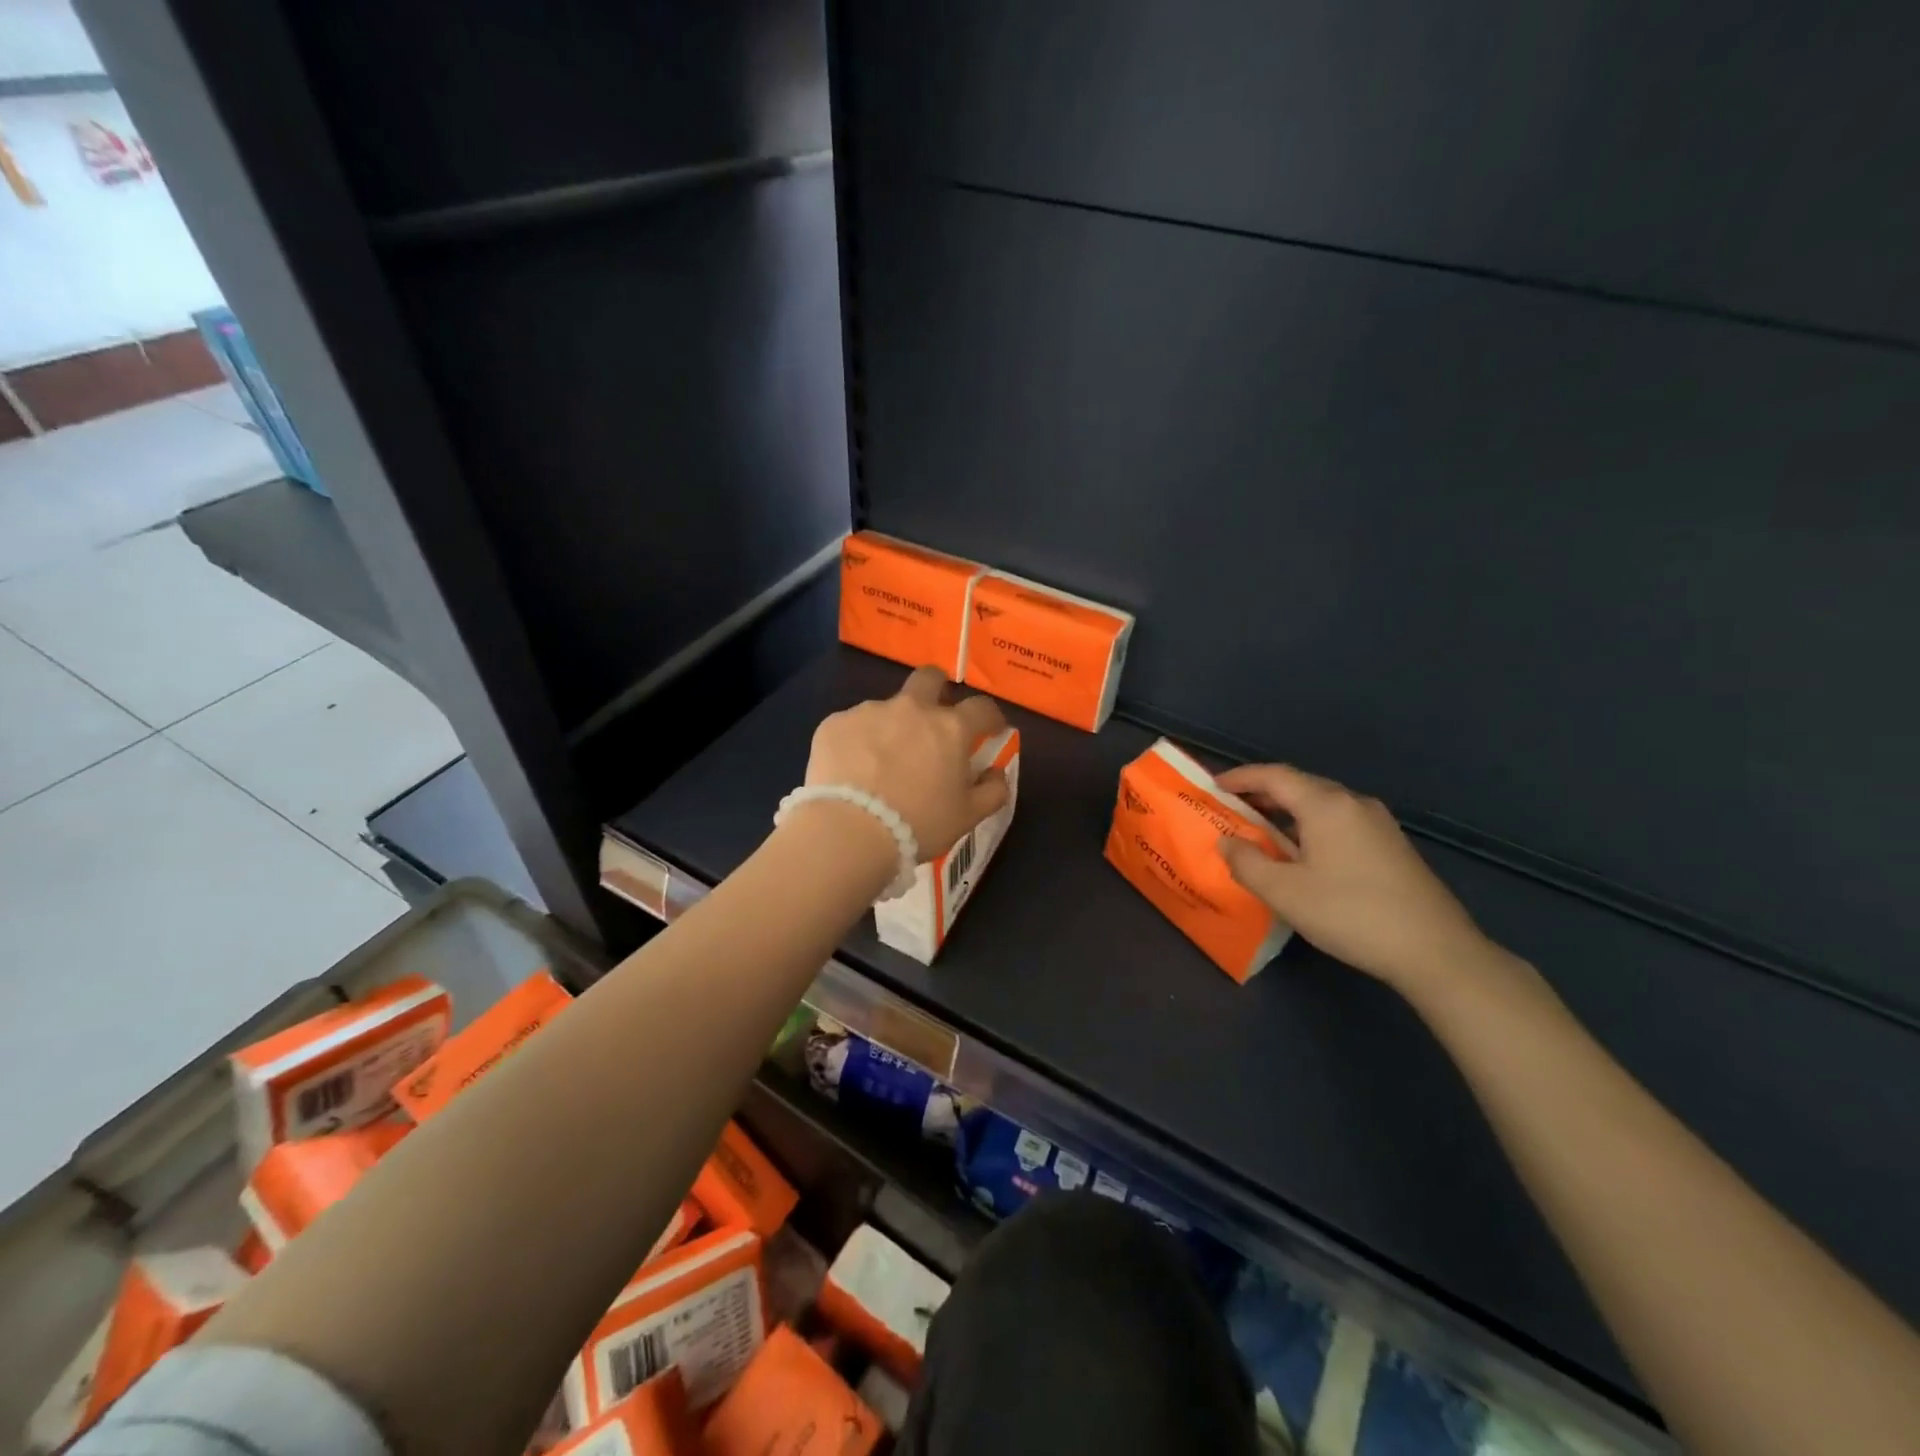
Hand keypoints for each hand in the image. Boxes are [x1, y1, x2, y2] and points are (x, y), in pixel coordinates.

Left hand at [805, 667, 1011, 859]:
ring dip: (892, 726)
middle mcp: (911, 708)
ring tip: (881, 762)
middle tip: (933, 717)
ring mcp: (869, 712)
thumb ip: (993, 790)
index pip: (982, 707)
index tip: (990, 729)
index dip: (990, 716)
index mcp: (950, 727)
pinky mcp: (835, 723)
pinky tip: (852, 770)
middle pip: (929, 678)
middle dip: (937, 689)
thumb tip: (995, 772)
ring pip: (887, 708)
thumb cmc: (918, 824)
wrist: (849, 831)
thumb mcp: (968, 816)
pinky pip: (853, 726)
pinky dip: (858, 742)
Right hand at [1215, 763, 1490, 992]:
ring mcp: (1378, 824)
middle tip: (1232, 809)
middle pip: (1300, 785)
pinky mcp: (1392, 846)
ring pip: (1321, 805)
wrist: (1435, 951)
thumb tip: (1227, 842)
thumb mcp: (1284, 892)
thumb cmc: (1350, 914)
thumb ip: (1246, 862)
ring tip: (1261, 832)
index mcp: (1326, 805)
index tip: (1213, 786)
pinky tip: (1303, 854)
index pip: (1274, 776)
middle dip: (1262, 793)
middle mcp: (1354, 803)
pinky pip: (1339, 822)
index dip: (1240, 777)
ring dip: (1287, 812)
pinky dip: (1310, 826)